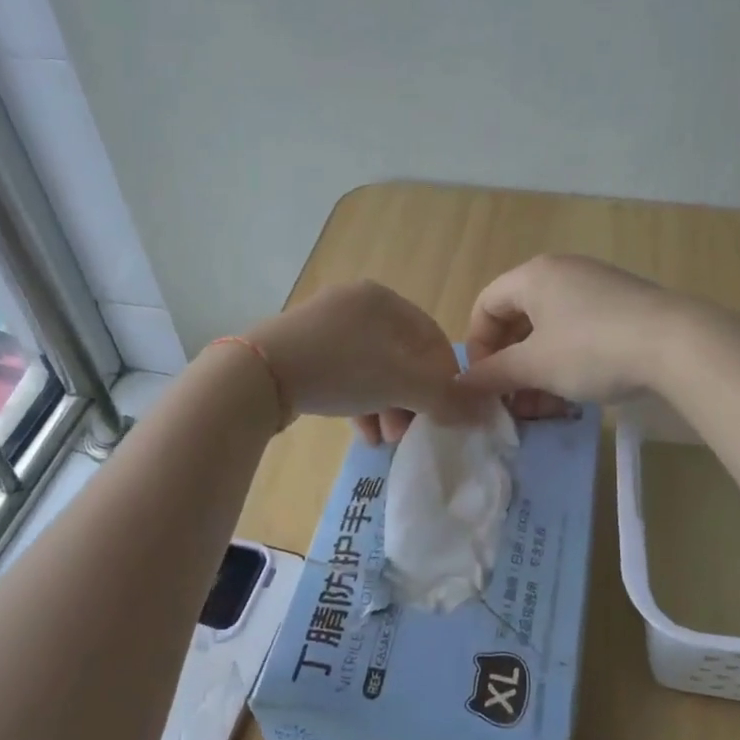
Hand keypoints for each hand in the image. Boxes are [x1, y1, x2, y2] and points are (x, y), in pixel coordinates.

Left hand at [246, 280, 481, 444]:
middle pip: (401, 357)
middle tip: (411, 432)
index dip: (446, 380)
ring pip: (371, 368)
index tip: (447, 414)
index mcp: (383, 300)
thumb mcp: (401, 384)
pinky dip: (358, 402)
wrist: (258, 374)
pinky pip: (343, 374)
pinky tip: (362, 432)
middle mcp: (356, 304)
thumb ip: (445, 397)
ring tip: (386, 440)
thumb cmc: (341, 369)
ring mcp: (324, 325)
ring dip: (386, 406)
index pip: (431, 339)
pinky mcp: (300, 348)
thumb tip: (481, 413)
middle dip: (412, 399)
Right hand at [458, 254, 686, 403]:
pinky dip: (567, 362)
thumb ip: (493, 374)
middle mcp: (562, 273)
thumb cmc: (592, 349)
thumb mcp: (536, 366)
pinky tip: (574, 396)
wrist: (678, 344)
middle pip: (518, 318)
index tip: (485, 383)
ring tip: (542, 409)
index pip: (486, 305)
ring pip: (550, 331)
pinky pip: (579, 332)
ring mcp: (596, 288)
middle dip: (510, 365)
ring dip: (538, 370)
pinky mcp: (623, 307)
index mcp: (534, 276)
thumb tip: (460, 384)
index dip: (478, 346)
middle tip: (512, 402)